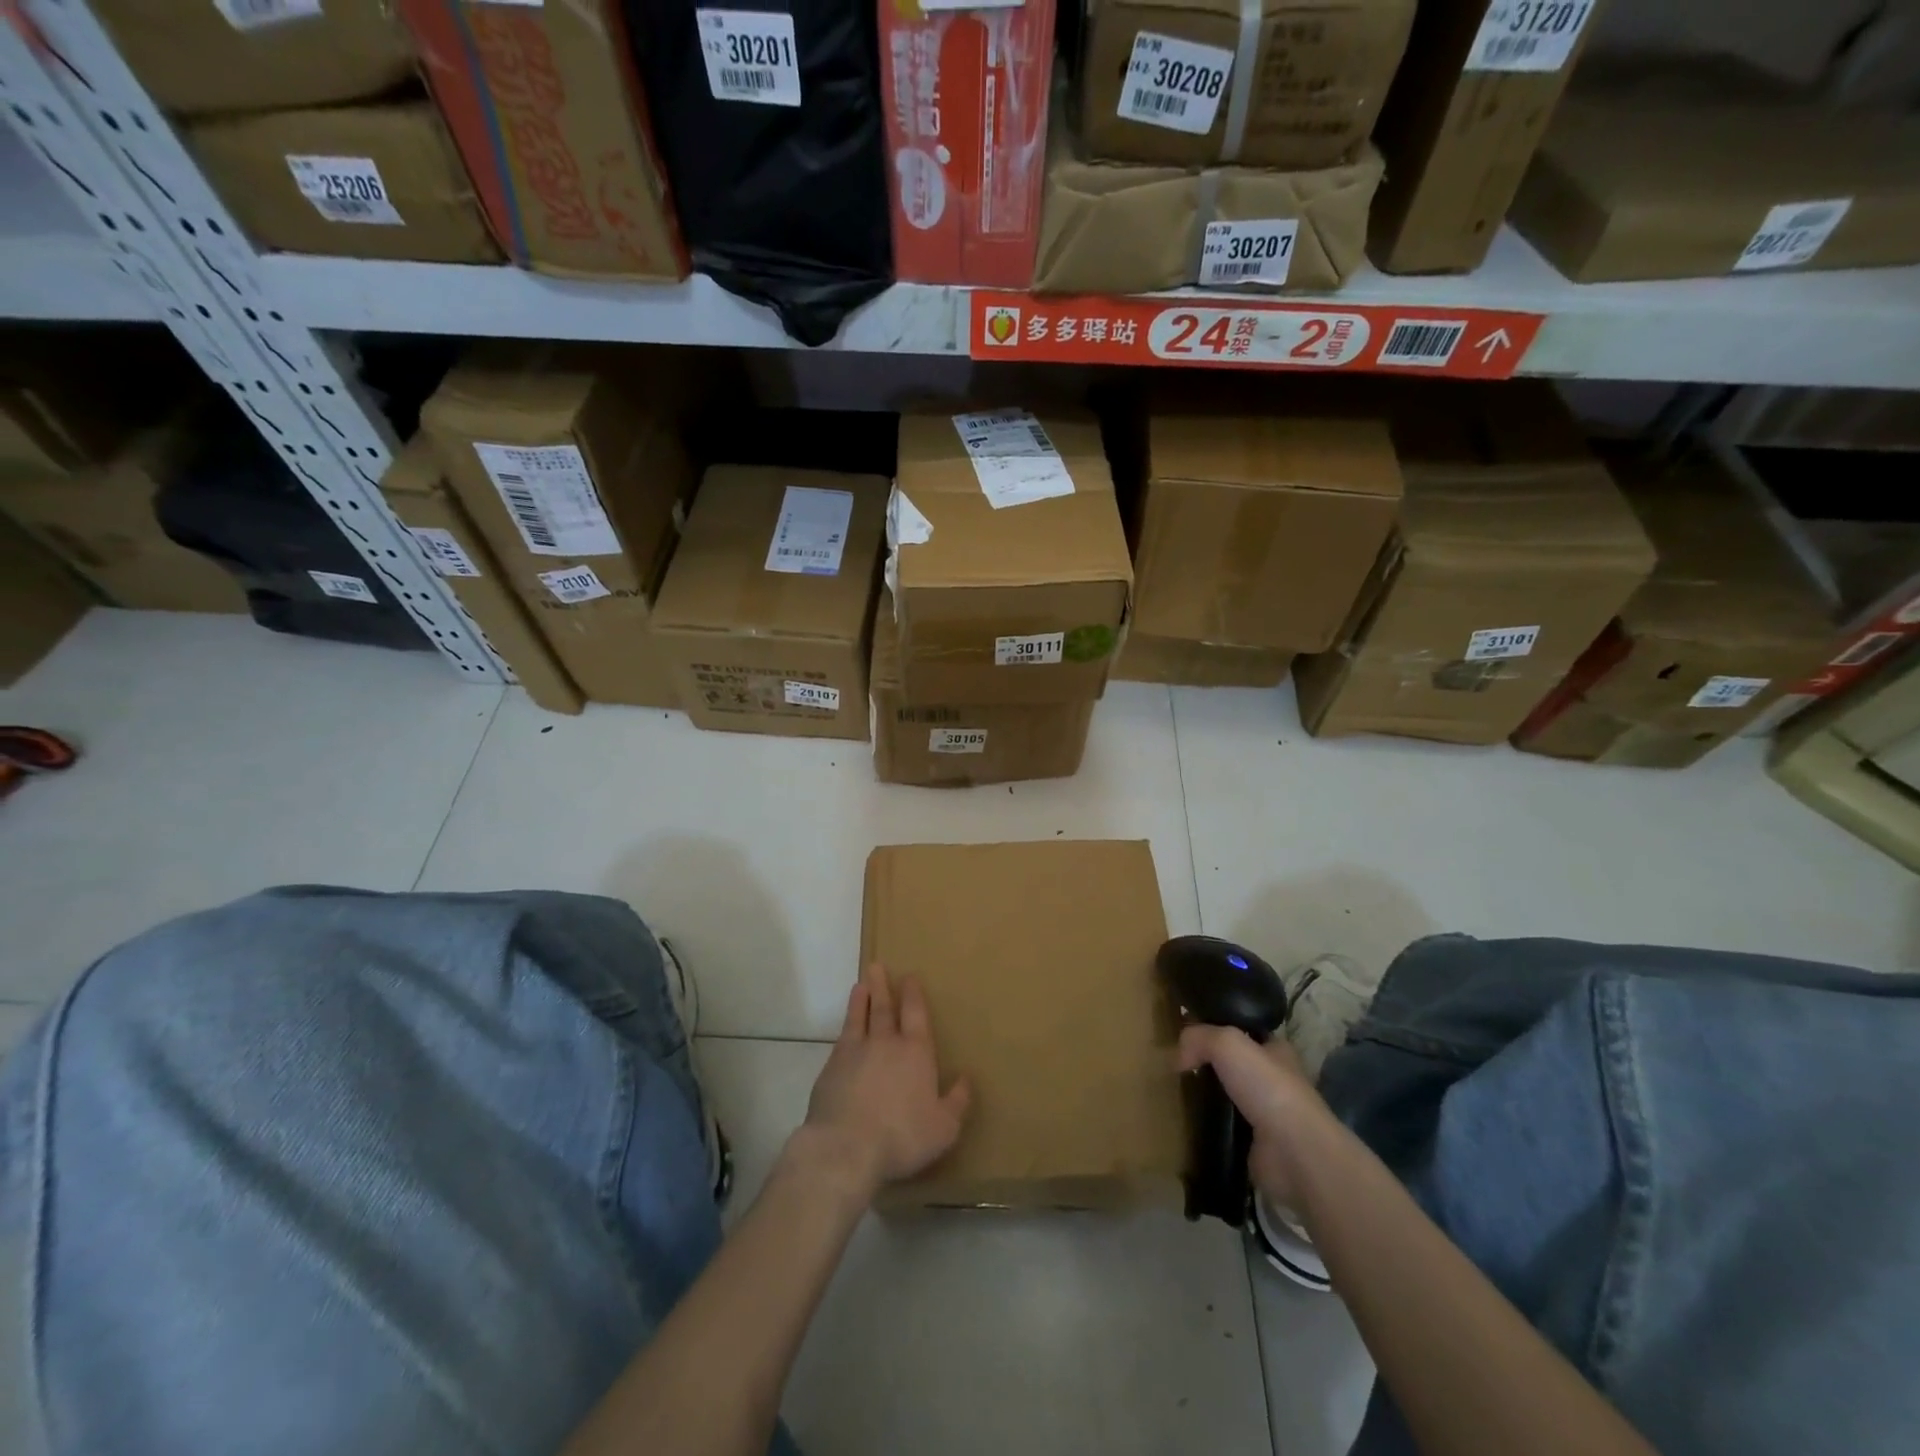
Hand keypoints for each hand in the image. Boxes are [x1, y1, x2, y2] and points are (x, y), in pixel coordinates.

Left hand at [799, 962, 971, 1199]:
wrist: (846, 1147)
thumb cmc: (902, 1136)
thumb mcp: (944, 1127)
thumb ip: (957, 1101)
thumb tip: (966, 1078)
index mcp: (916, 1052)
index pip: (915, 1014)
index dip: (913, 994)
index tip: (909, 977)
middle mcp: (886, 1044)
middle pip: (884, 1008)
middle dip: (883, 987)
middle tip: (877, 966)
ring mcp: (855, 1053)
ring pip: (859, 1018)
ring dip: (861, 1000)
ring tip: (860, 985)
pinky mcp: (831, 1068)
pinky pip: (841, 1039)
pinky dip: (845, 1027)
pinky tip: (844, 1029)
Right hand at [1178, 1026, 1334, 1209]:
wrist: (1294, 1153)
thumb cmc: (1267, 1087)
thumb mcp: (1227, 1043)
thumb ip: (1198, 1038)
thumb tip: (1177, 1057)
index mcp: (1275, 1049)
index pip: (1243, 1031)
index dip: (1216, 1027)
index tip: (1186, 1032)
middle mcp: (1274, 1079)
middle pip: (1232, 1064)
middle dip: (1207, 1064)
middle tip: (1176, 1063)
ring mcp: (1266, 1114)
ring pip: (1227, 1095)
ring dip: (1205, 1096)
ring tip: (1176, 1091)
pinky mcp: (1256, 1145)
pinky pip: (1224, 1126)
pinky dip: (1208, 1124)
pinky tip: (1187, 1120)